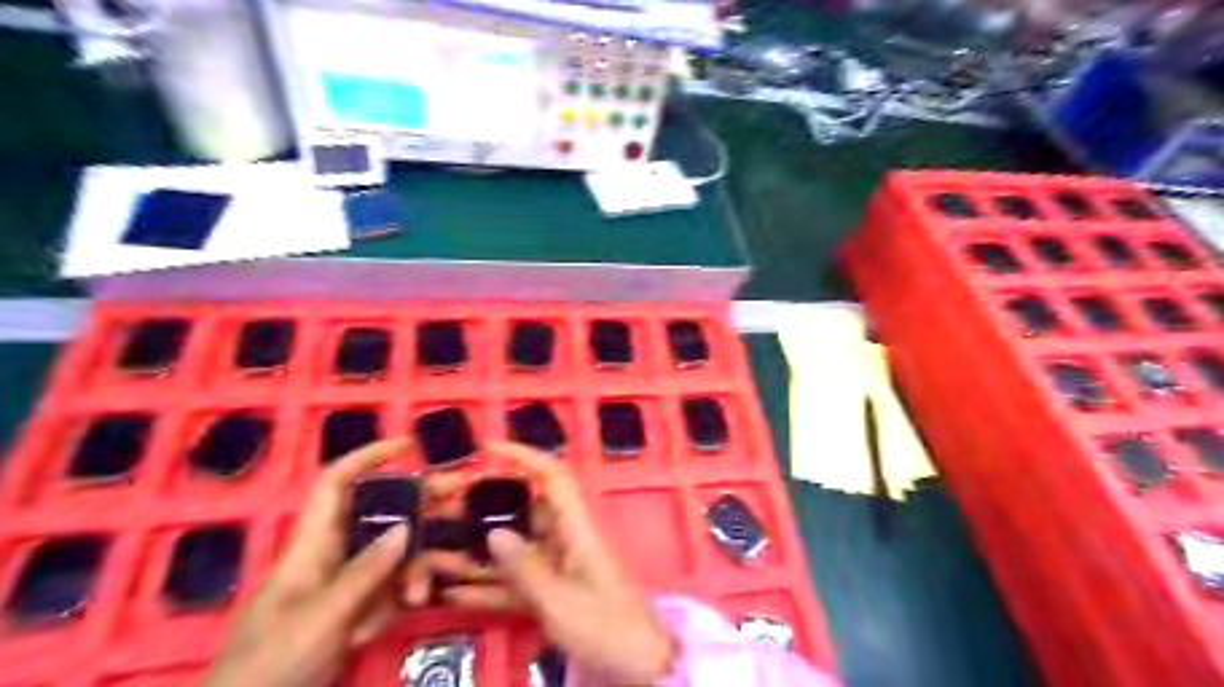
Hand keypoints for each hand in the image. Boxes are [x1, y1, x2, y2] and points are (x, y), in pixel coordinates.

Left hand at [202, 438, 411, 686]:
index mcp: (312, 544)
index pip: (337, 483)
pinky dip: (408, 592)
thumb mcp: (320, 618)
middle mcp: (335, 553)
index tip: (409, 445)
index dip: (368, 457)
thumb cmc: (270, 664)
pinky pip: (396, 585)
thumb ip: (364, 572)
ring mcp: (350, 582)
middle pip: (381, 512)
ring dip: (415, 567)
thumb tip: (404, 526)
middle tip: (461, 494)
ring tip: (420, 593)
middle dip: (419, 503)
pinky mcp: (361, 608)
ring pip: (396, 552)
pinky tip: (414, 606)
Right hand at [442, 443, 679, 683]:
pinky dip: (488, 585)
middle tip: (442, 514)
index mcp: (577, 529)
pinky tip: (451, 590)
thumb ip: (526, 568)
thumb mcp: (563, 602)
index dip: (524, 456)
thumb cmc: (609, 628)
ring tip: (434, 551)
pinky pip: (514, 581)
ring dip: (477, 552)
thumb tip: (493, 532)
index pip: (553, 477)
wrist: (641, 668)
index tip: (487, 449)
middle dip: (485, 510)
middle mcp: (566, 540)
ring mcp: (558, 567)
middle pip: (523, 512)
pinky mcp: (552, 593)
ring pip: (513, 549)